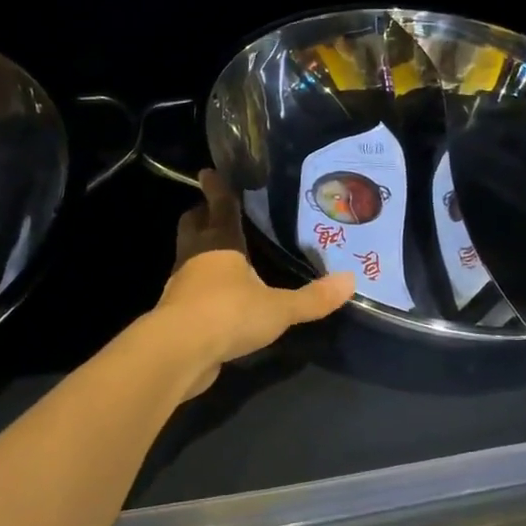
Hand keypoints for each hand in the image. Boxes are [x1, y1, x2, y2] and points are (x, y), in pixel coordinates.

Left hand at [157, 170, 354, 394]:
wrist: (179, 352)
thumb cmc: (229, 314)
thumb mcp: (279, 308)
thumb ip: (313, 297)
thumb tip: (350, 281)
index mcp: (219, 243)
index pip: (219, 207)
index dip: (216, 189)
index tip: (209, 172)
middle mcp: (195, 256)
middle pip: (193, 226)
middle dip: (201, 216)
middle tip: (212, 211)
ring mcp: (181, 284)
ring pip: (188, 256)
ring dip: (200, 251)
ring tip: (221, 254)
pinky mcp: (175, 313)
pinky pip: (188, 289)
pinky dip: (200, 286)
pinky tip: (217, 297)